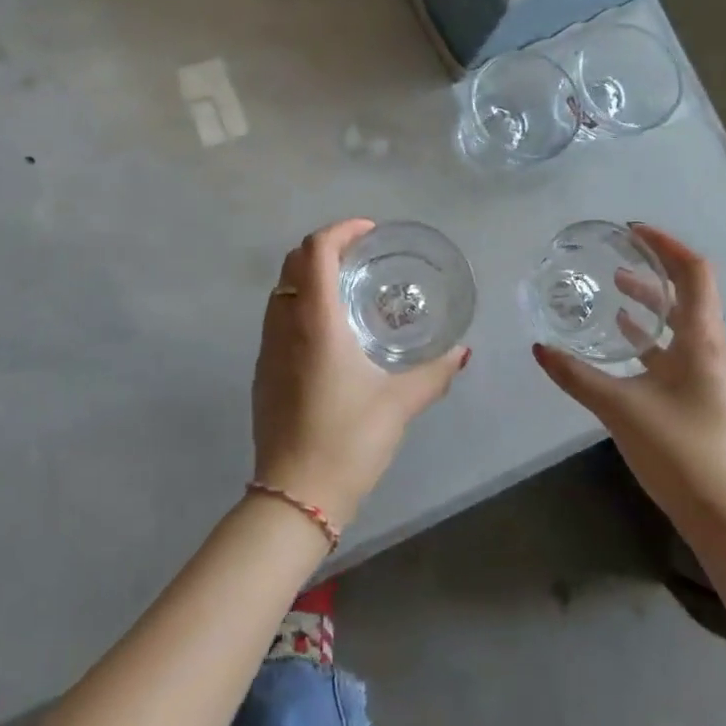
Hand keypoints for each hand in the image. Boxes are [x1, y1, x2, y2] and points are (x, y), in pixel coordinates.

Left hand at [251, 219, 469, 530]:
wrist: (294, 495)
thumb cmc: (348, 440)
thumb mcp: (399, 404)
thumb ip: (434, 373)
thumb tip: (462, 352)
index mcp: (315, 321)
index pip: (317, 250)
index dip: (341, 230)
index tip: (370, 232)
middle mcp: (284, 324)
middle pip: (294, 262)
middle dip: (326, 247)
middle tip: (363, 256)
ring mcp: (267, 347)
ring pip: (281, 289)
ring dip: (310, 274)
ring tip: (348, 288)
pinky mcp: (263, 370)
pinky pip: (278, 316)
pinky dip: (300, 302)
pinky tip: (329, 331)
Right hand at [532, 224, 725, 531]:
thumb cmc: (682, 453)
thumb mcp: (620, 409)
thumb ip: (577, 376)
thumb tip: (539, 348)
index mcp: (703, 341)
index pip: (694, 273)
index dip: (667, 245)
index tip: (633, 231)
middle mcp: (713, 350)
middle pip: (687, 295)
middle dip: (652, 272)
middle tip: (614, 259)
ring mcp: (711, 376)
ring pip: (681, 325)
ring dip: (650, 305)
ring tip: (613, 292)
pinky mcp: (704, 398)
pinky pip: (676, 352)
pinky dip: (650, 338)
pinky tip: (624, 343)